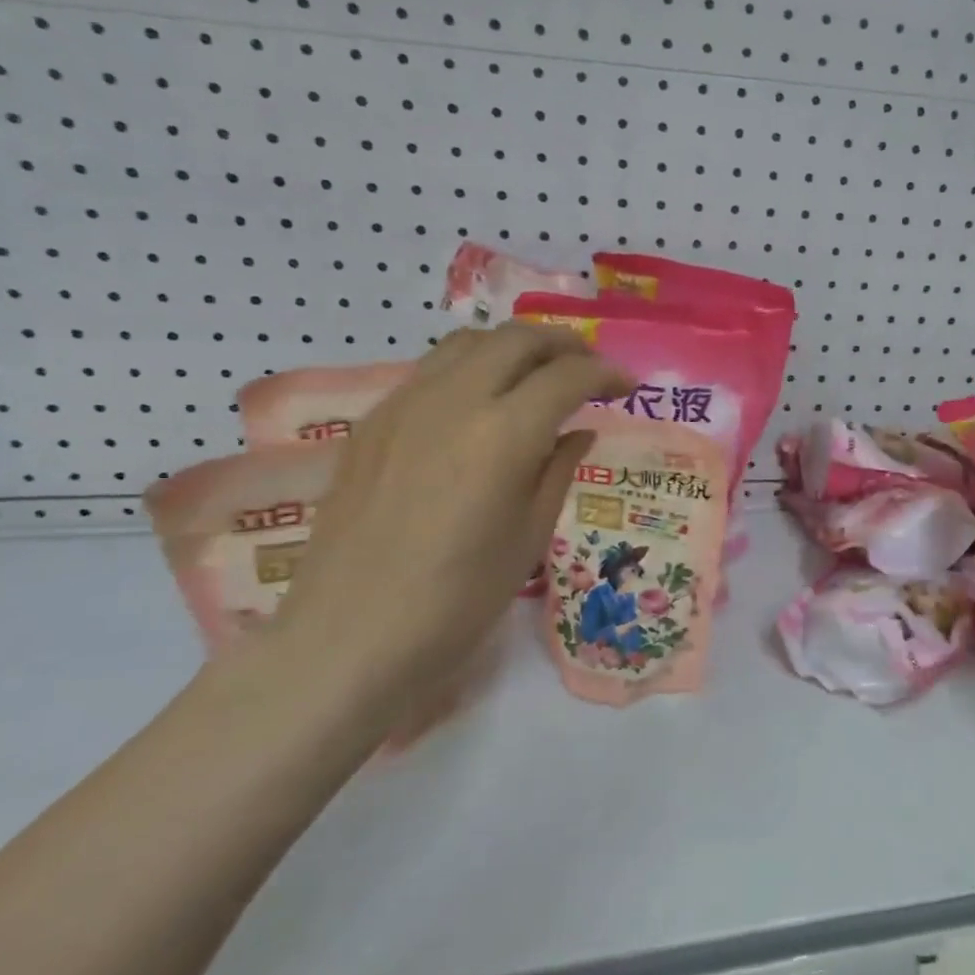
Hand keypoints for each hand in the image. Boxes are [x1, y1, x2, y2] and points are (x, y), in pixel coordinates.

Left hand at [259, 324, 631, 739]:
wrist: (348, 636)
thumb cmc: (458, 599)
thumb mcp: (530, 536)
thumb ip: (558, 469)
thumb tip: (578, 431)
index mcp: (503, 434)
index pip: (568, 376)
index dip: (606, 374)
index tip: (627, 387)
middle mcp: (453, 401)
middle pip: (518, 339)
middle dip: (565, 344)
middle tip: (589, 369)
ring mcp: (405, 405)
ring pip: (469, 342)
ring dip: (515, 347)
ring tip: (538, 375)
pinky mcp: (372, 422)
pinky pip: (431, 370)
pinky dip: (472, 368)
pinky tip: (481, 404)